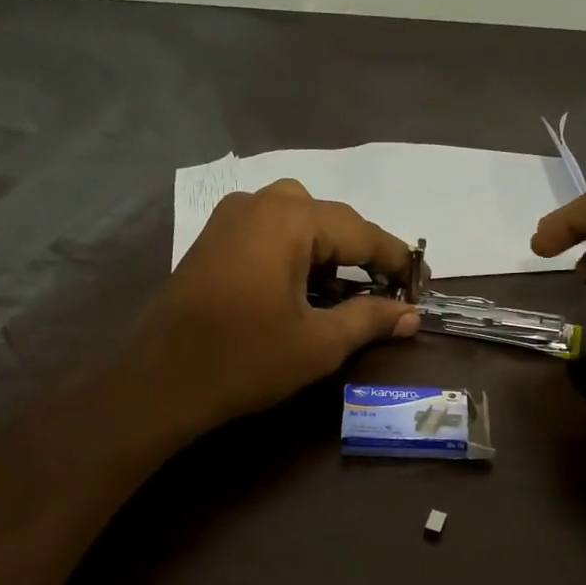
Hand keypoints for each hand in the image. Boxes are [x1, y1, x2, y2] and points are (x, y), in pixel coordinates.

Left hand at [123, 178, 419, 436]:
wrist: (162, 381)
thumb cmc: (247, 360)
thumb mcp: (319, 343)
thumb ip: (370, 320)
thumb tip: (411, 315)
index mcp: (289, 220)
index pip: (361, 232)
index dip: (396, 260)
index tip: (423, 283)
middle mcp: (259, 203)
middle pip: (329, 219)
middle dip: (361, 253)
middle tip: (384, 290)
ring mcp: (229, 219)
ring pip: (298, 221)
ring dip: (328, 251)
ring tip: (344, 292)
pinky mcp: (213, 240)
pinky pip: (269, 231)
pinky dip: (296, 253)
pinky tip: (303, 289)